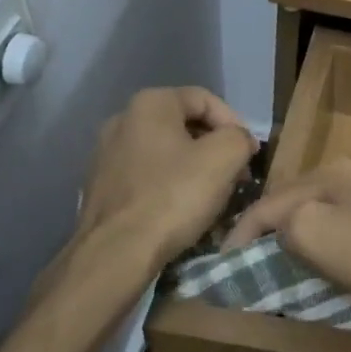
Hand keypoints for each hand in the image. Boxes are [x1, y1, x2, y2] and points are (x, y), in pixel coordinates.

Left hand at [77, 87, 257, 264]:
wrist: (117, 252)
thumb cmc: (174, 196)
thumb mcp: (225, 158)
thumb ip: (240, 137)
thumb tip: (239, 140)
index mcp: (150, 104)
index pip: (205, 100)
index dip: (234, 124)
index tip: (249, 154)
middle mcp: (122, 120)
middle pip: (184, 125)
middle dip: (215, 147)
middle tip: (236, 174)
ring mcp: (106, 153)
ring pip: (166, 151)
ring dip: (195, 167)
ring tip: (214, 194)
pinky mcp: (102, 185)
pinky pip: (148, 174)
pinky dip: (170, 184)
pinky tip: (182, 208)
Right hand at [221, 158, 350, 312]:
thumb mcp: (313, 234)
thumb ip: (282, 225)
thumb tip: (278, 231)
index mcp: (327, 173)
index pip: (267, 202)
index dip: (240, 234)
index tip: (223, 267)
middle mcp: (349, 176)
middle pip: (293, 205)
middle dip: (268, 234)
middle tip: (250, 267)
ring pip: (319, 217)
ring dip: (297, 242)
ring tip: (281, 269)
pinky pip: (343, 231)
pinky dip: (325, 248)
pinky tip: (326, 267)